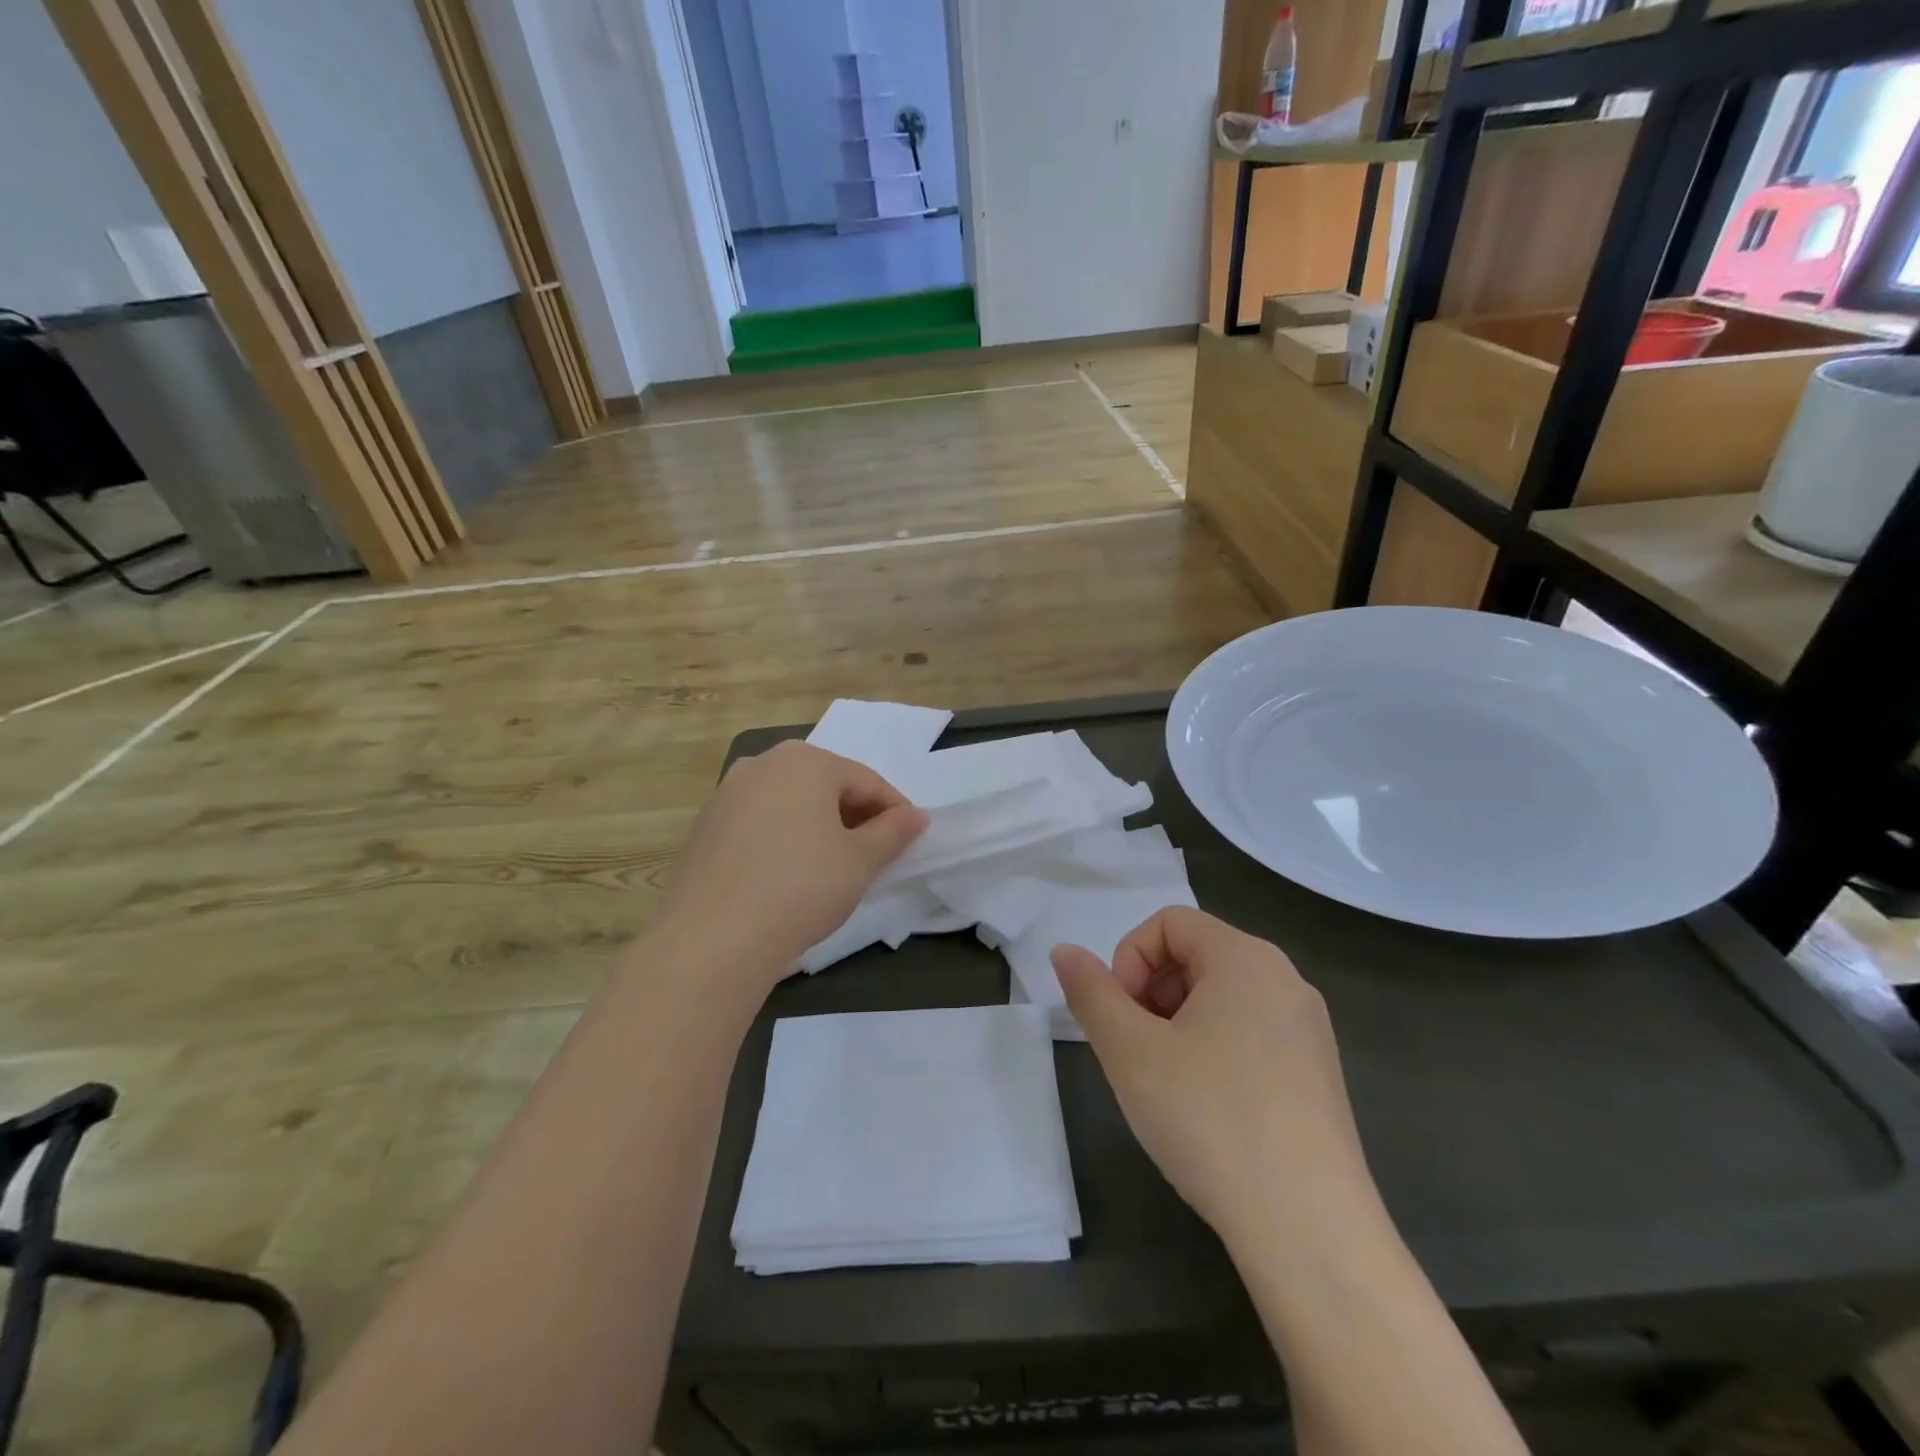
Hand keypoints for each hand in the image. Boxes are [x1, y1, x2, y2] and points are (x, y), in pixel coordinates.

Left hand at [658, 741, 926, 984]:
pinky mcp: (704, 826)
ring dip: (818, 827)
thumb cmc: (802, 887)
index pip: (865, 781)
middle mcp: (762, 764)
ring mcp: (726, 793)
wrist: (713, 938)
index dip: (894, 810)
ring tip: (834, 866)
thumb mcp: (860, 861)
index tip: (911, 839)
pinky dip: (782, 839)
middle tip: (875, 854)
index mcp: (805, 761)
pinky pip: (758, 823)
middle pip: (825, 786)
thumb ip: (893, 832)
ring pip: (789, 803)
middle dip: (855, 816)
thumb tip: (917, 816)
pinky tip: (788, 875)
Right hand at [1052, 908, 1376, 1247]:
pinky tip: (1207, 1108)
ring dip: (1179, 1023)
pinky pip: (1251, 1033)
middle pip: (1196, 955)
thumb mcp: (1130, 1051)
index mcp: (1246, 957)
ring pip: (1222, 997)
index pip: (1169, 923)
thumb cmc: (1210, 1119)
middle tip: (1137, 1052)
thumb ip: (1090, 992)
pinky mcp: (1319, 1074)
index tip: (1120, 1017)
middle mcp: (1285, 979)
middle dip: (1152, 992)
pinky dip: (1214, 1049)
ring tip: (1167, 1083)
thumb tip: (1064, 951)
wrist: (1310, 1231)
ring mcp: (1308, 1029)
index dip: (1129, 959)